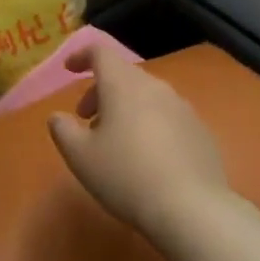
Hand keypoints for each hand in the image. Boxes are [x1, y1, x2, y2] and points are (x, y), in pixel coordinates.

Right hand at [49, 46, 227, 231]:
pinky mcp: (201, 131)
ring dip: (126, 110)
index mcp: (124, 85)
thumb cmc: (125, 175)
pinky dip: (150, 126)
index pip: (101, 52)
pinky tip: (147, 159)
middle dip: (101, 92)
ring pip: (147, 97)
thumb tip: (59, 117)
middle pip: (124, 76)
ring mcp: (183, 108)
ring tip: (115, 143)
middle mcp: (156, 87)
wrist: (191, 208)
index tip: (69, 70)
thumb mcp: (79, 156)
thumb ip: (63, 130)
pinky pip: (167, 117)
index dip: (82, 56)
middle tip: (86, 120)